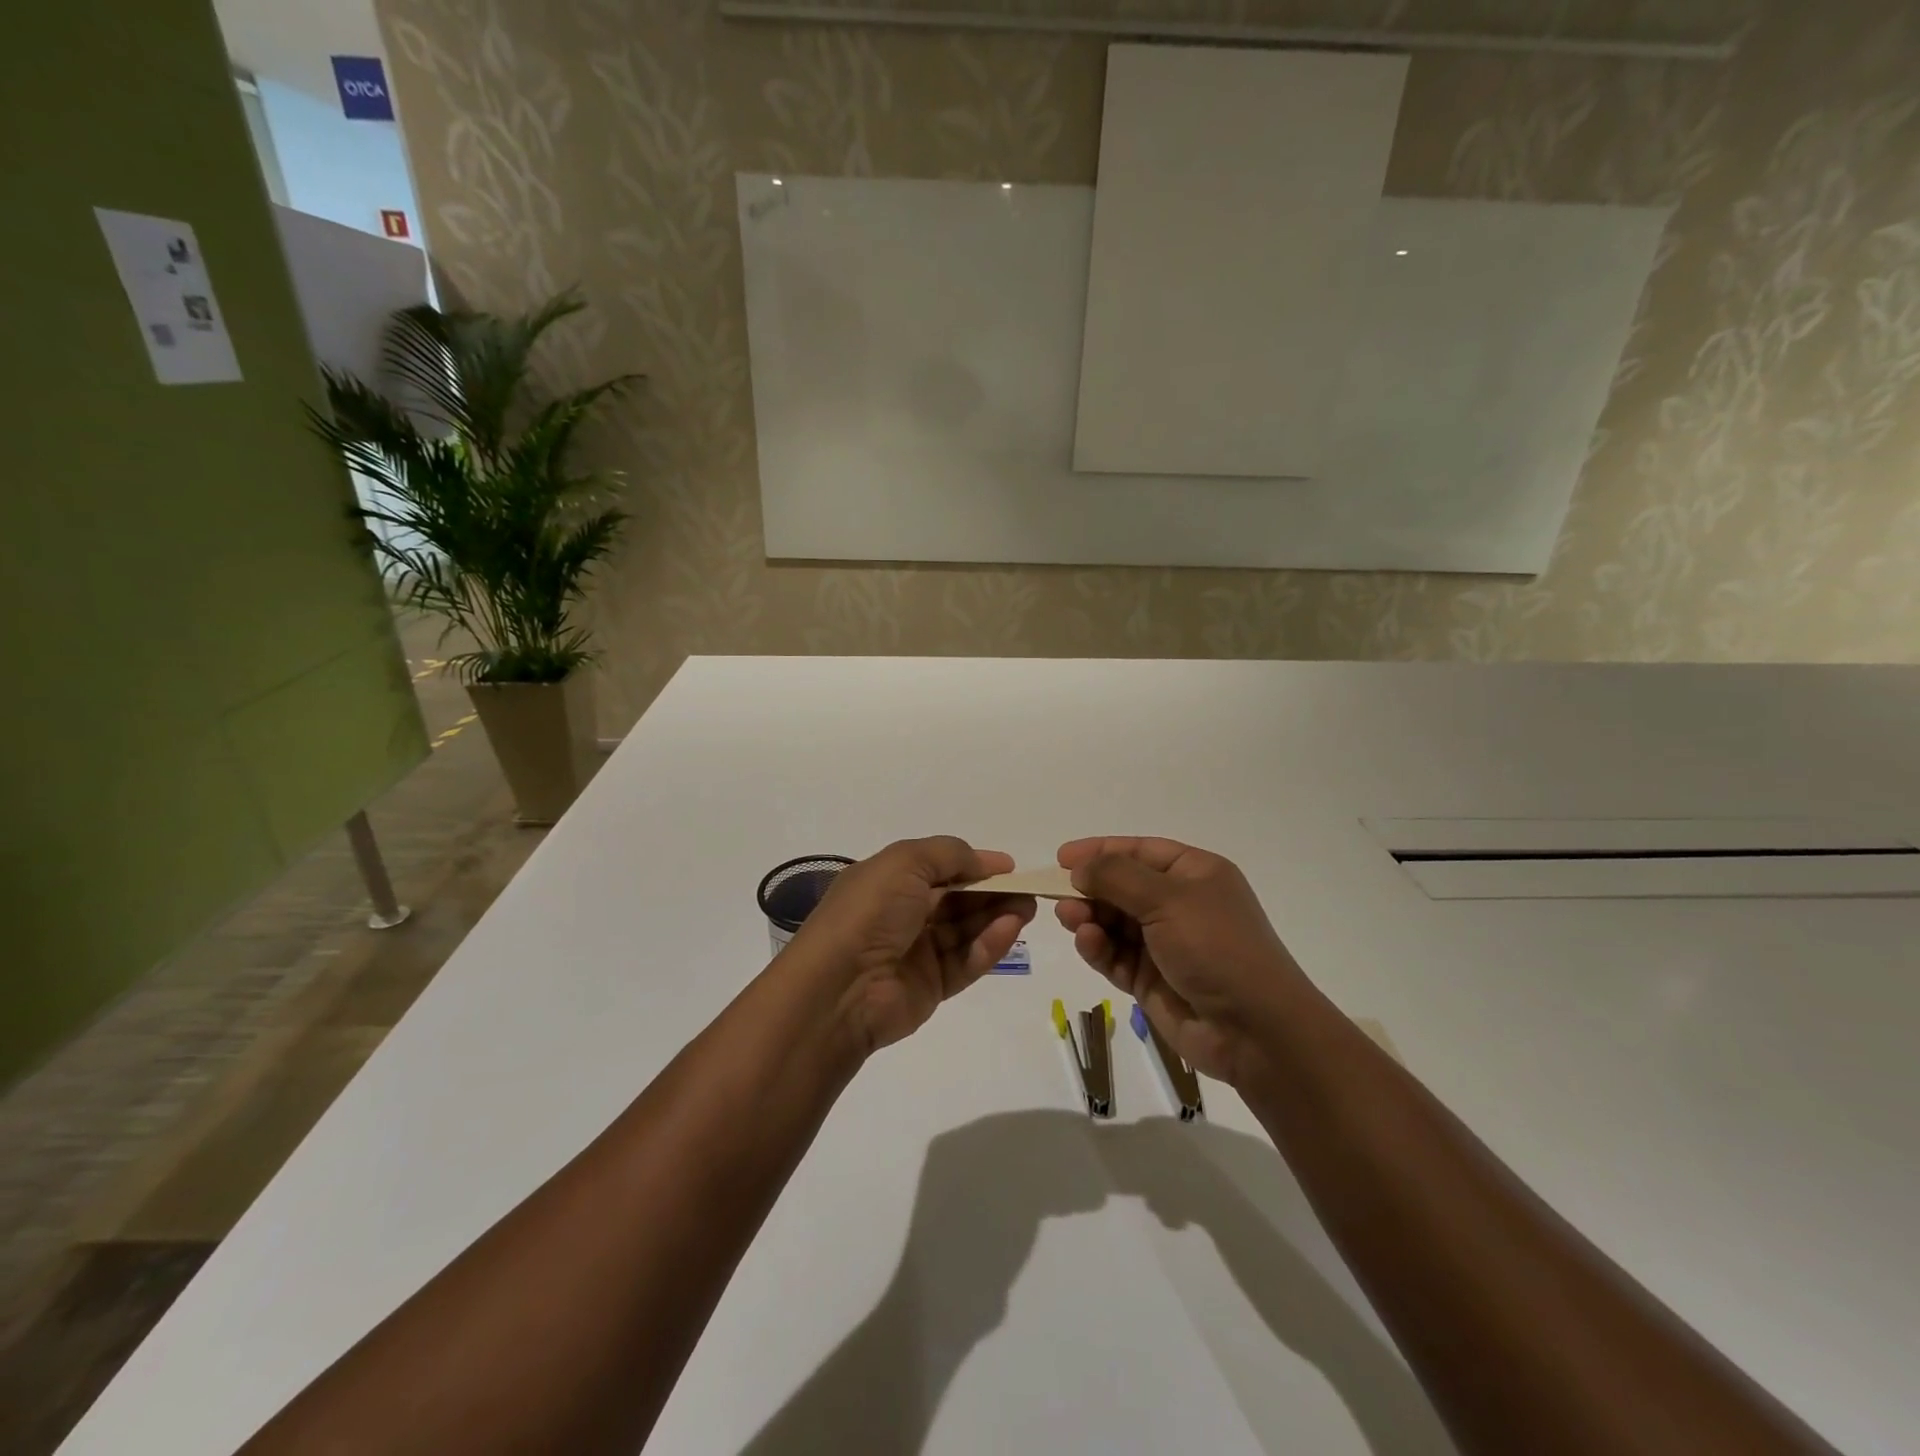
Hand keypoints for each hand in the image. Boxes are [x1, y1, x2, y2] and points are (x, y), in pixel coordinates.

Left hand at [788, 837, 1036, 1053]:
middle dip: (992, 892)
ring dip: (996, 917)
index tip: (1010, 866)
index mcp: (889, 881)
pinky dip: (988, 946)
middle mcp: (903, 914)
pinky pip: (965, 962)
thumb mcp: (906, 862)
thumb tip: (987, 861)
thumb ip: (950, 854)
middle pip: (957, 900)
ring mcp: (917, 951)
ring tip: (1026, 909)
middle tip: (1028, 890)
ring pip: (965, 930)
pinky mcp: (931, 986)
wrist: (840, 987)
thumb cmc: (870, 911)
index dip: (974, 865)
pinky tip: (1009, 931)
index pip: (939, 868)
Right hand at [1055, 837, 1313, 1087]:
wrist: (1255, 1031)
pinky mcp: (1151, 980)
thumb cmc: (1216, 947)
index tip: (1061, 857)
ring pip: (1113, 922)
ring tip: (1070, 919)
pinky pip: (1115, 956)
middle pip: (1121, 887)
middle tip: (1057, 894)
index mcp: (1194, 874)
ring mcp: (1164, 944)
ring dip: (1089, 918)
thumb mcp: (1168, 899)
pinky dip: (1098, 948)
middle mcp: (1179, 904)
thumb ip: (1117, 877)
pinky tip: (1088, 943)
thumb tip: (1079, 867)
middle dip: (1090, 888)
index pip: (1139, 851)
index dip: (1100, 850)